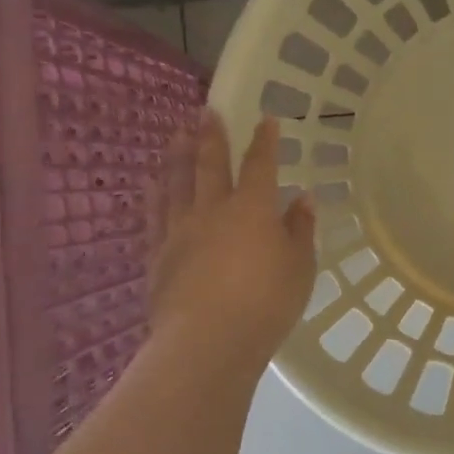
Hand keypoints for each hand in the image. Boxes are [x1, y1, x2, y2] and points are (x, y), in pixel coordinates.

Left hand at [146, 111, 317, 373]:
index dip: (265, 141)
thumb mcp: (300, 267)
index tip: (267, 119)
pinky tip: (152, 183)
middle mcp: (213, 210)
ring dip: (177, 155)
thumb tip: (301, 199)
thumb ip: (300, 230)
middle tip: (206, 110)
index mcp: (253, 209)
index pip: (261, 165)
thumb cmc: (266, 303)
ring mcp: (180, 231)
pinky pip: (155, 214)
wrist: (206, 343)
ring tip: (176, 135)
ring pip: (176, 183)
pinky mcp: (158, 255)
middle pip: (210, 165)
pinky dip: (155, 193)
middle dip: (211, 136)